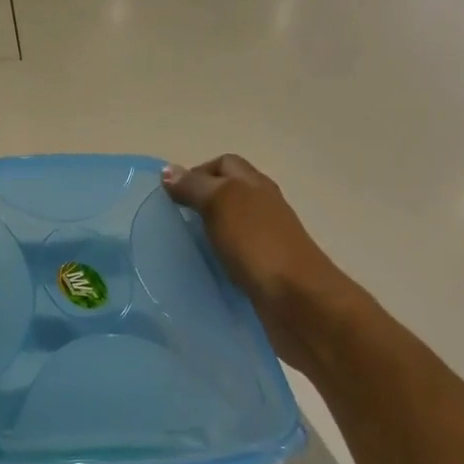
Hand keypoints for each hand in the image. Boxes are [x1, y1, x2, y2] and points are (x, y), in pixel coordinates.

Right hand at [162, 155, 352, 371]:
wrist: (295, 298)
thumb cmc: (256, 243)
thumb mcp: (220, 203)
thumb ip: (194, 186)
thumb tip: (168, 171)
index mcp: (254, 184)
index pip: (224, 164)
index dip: (196, 173)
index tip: (170, 196)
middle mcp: (263, 206)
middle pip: (228, 192)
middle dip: (200, 201)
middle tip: (172, 220)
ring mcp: (266, 239)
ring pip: (230, 224)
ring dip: (207, 231)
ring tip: (181, 245)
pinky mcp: (263, 268)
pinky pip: (234, 254)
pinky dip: (216, 256)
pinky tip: (202, 268)